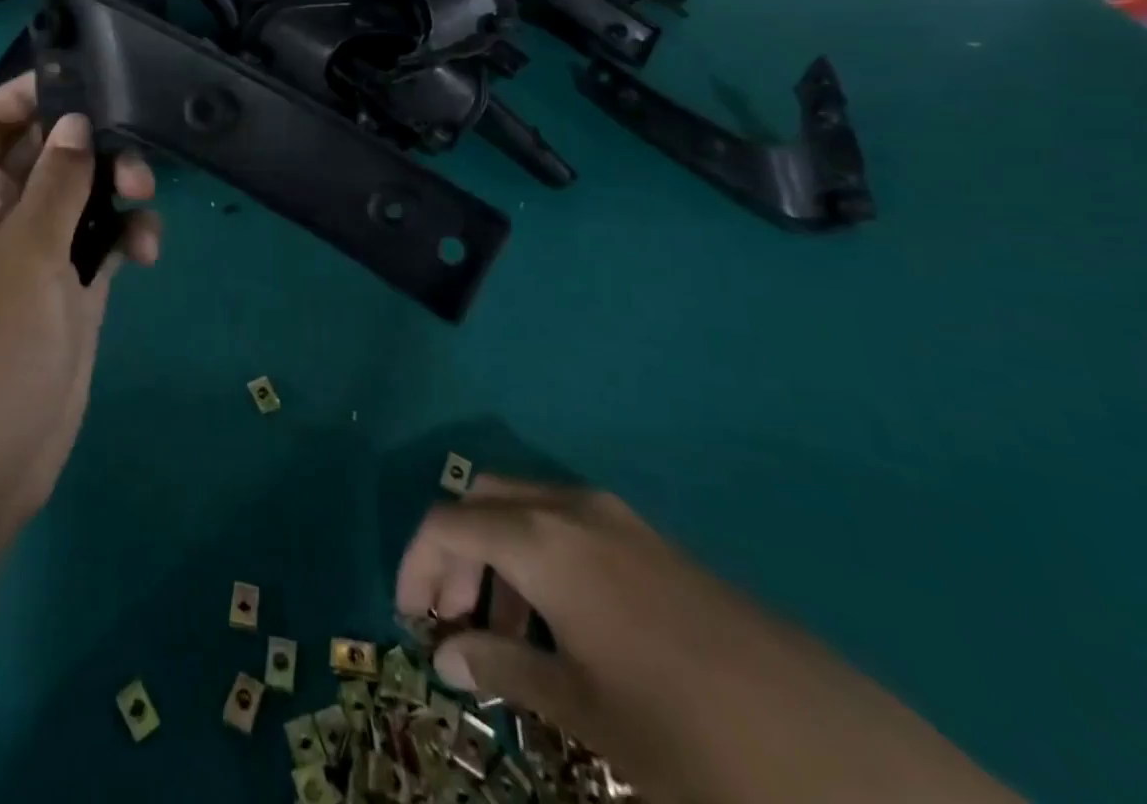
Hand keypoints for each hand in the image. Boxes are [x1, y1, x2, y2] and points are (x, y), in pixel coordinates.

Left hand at [0, 73, 160, 560]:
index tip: (84, 84)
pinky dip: (125, 236)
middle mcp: (0, 215)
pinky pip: (102, 241)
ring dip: (116, 188)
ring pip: (82, 194)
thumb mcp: (23, 253)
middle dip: (90, 143)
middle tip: (133, 154)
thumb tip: (77, 123)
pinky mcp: (70, 290)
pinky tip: (147, 253)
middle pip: (46, 151)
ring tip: (145, 199)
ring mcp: (37, 254)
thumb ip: (56, 183)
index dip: (24, 95)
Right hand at [396, 477, 1022, 803]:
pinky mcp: (650, 539)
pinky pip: (568, 525)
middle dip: (455, 550)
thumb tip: (447, 654)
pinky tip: (564, 625)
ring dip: (497, 553)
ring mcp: (616, 517)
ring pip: (525, 507)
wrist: (842, 755)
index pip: (446, 521)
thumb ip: (504, 668)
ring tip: (507, 632)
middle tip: (452, 616)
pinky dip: (540, 556)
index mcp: (541, 538)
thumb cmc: (688, 735)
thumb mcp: (585, 712)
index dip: (416, 563)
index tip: (411, 617)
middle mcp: (569, 507)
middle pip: (482, 499)